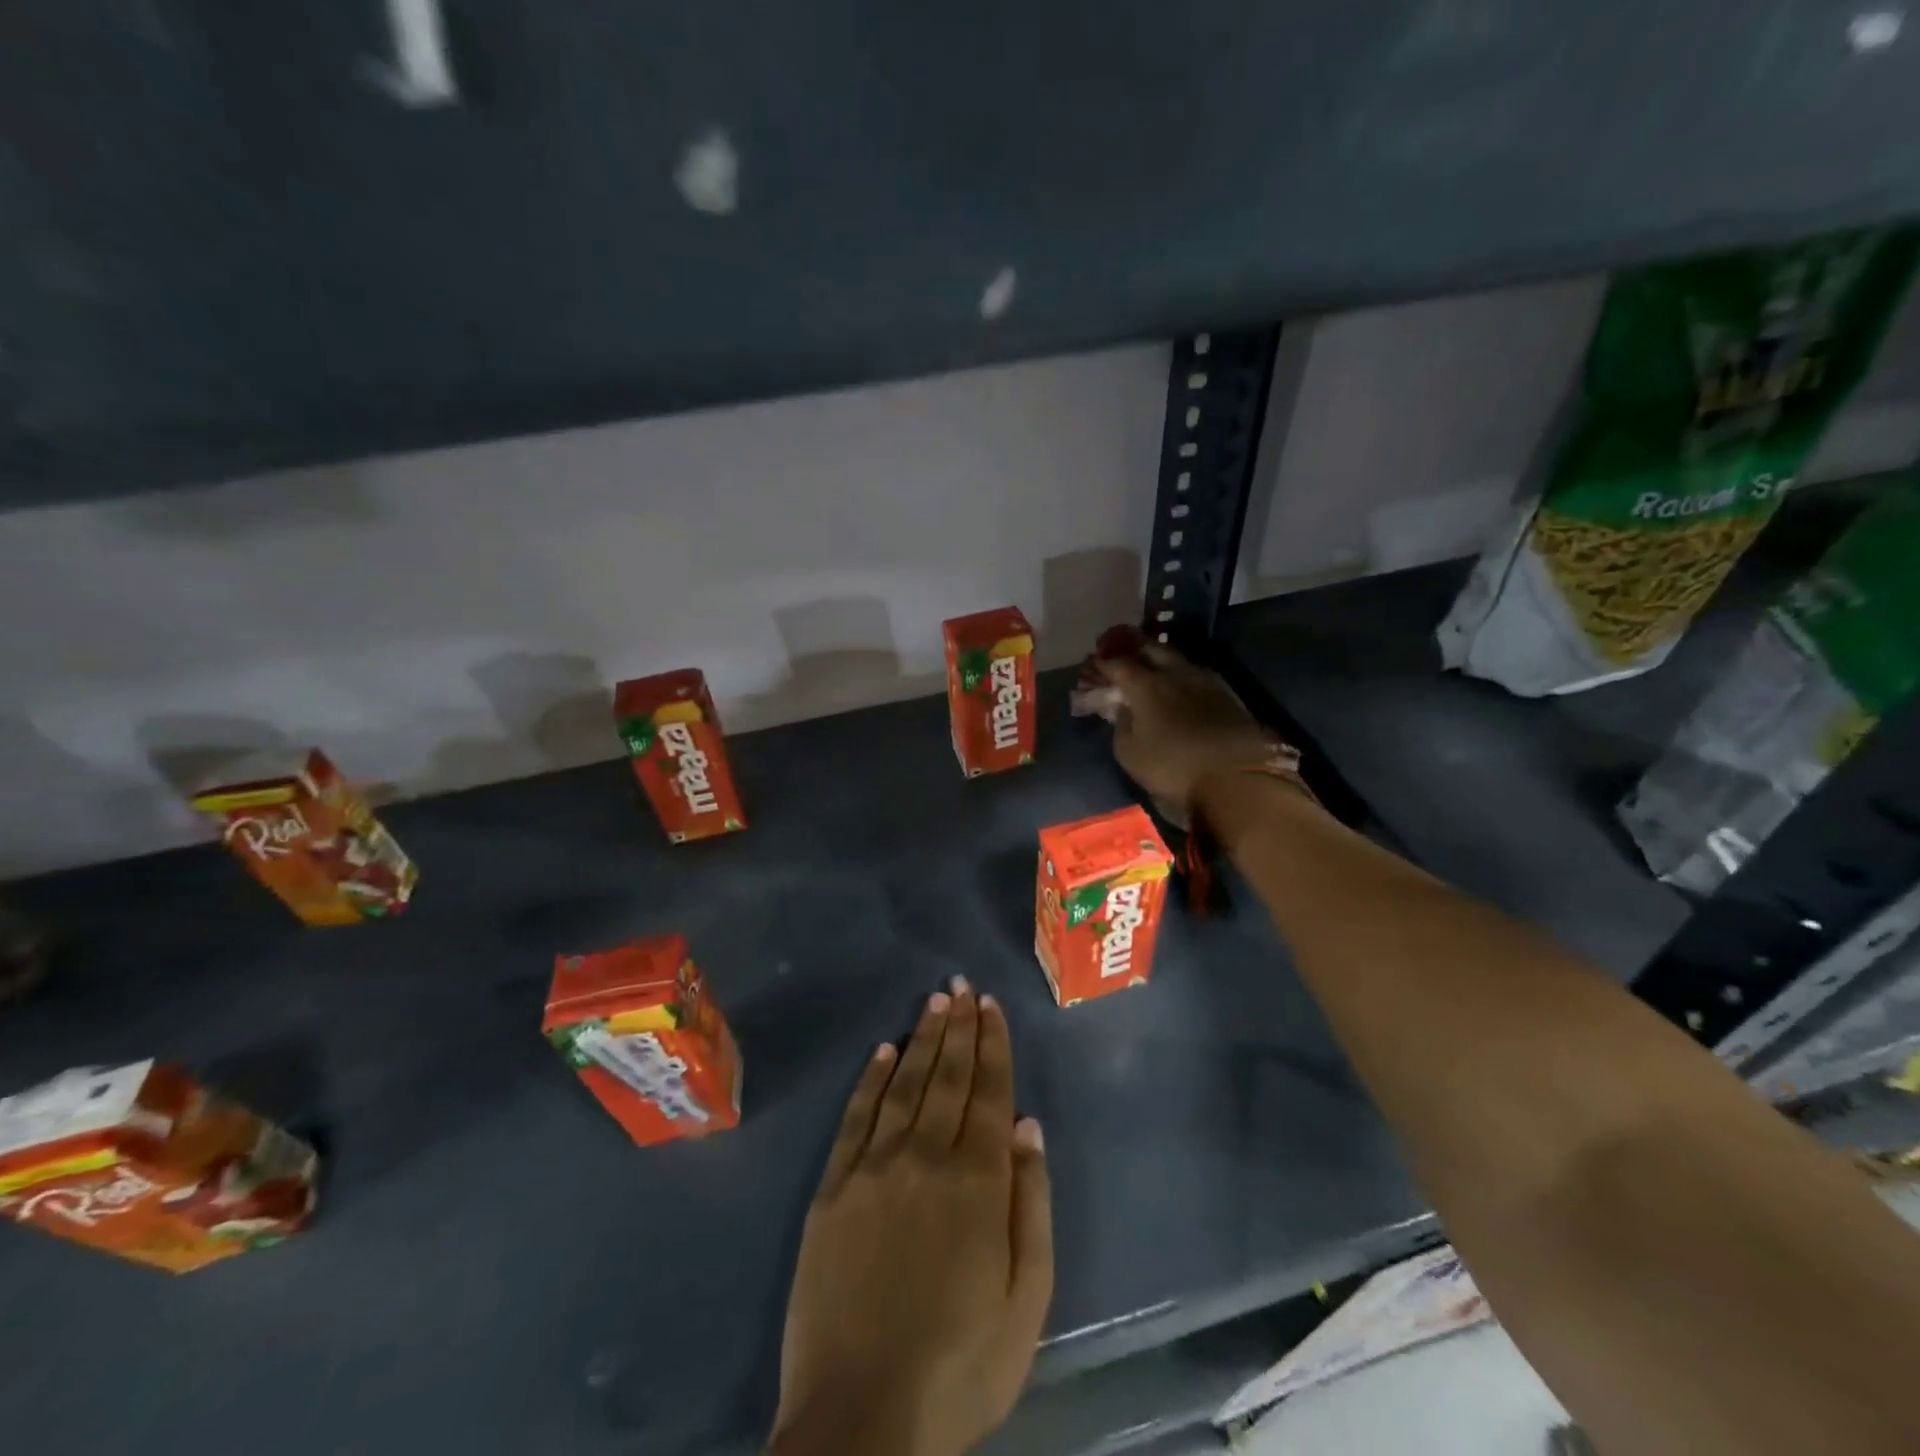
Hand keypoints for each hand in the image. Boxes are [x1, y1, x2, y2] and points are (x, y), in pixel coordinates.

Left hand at [770, 978, 1052, 1455]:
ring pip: (905, 1084)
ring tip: (935, 1002)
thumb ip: (1031, 1205)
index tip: (991, 1005)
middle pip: (948, 1076)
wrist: (862, 1420)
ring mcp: (874, 1168)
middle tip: (962, 986)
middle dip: (959, 1027)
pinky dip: (872, 1079)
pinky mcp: (833, 1188)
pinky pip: (856, 1117)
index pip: (989, 1092)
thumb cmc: (960, 1365)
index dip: (992, 1045)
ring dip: (922, 1039)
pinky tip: (883, 1050)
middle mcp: (925, 1157)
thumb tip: (1028, 1126)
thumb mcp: (1026, 1300)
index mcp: (977, 1182)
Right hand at [1094, 643, 1282, 821]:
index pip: (1118, 663)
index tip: (1094, 665)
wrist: (1238, 777)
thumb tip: (1122, 709)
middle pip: (1151, 648)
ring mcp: (1204, 680)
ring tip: (1151, 667)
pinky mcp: (1227, 694)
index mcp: (1145, 684)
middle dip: (1133, 648)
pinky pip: (1195, 674)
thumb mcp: (1130, 753)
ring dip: (1160, 659)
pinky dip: (1180, 674)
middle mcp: (1174, 672)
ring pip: (1177, 658)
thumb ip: (1121, 725)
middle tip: (1122, 654)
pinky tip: (1178, 685)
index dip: (1103, 663)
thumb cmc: (1173, 767)